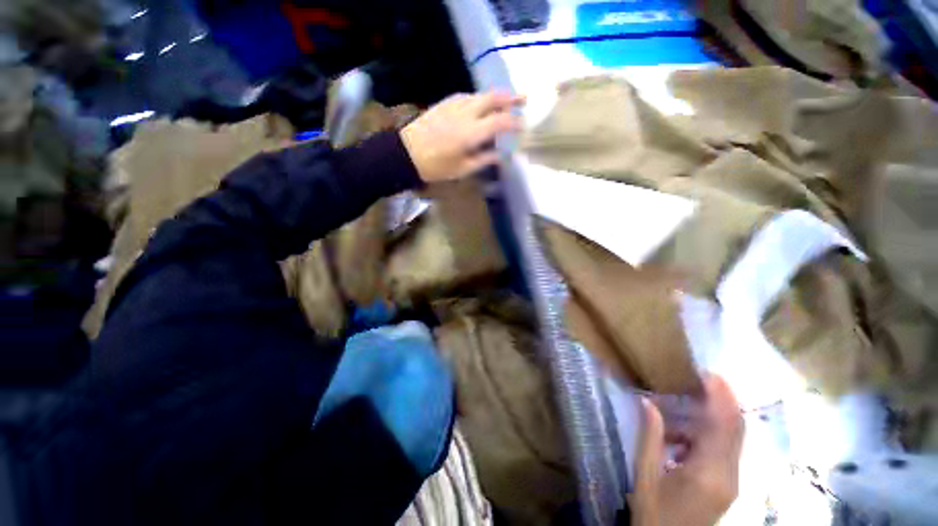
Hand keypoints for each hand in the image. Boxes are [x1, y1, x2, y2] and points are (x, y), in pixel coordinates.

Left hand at [400, 91, 523, 182]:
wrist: (405, 153)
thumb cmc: (435, 166)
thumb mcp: (462, 169)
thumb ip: (483, 160)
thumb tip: (501, 156)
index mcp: (471, 132)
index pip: (500, 122)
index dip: (514, 123)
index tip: (523, 126)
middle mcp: (465, 113)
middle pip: (492, 98)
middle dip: (510, 98)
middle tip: (523, 100)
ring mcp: (454, 105)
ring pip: (480, 95)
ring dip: (495, 97)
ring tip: (504, 103)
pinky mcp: (444, 103)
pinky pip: (467, 96)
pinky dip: (479, 99)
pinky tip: (480, 106)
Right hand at [630, 374, 743, 525]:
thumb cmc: (654, 513)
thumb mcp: (645, 476)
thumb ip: (649, 437)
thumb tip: (647, 401)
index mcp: (708, 473)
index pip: (723, 427)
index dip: (720, 398)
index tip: (708, 373)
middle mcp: (728, 475)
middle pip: (735, 429)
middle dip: (725, 399)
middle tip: (703, 376)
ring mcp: (731, 480)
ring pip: (731, 438)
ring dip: (711, 416)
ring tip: (679, 405)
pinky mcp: (727, 484)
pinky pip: (723, 449)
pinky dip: (707, 433)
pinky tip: (680, 435)